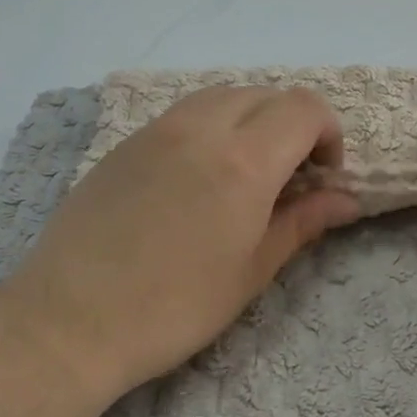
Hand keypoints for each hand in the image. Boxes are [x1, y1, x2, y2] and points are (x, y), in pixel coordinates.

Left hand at [0, 85, 360, 406]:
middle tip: (290, 178)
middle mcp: (202, 128)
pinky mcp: (125, 143)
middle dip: (293, 125)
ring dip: (251, 120)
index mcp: (244, 161)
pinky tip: (198, 176)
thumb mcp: (251, 271)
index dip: (328, 134)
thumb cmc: (174, 307)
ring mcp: (157, 130)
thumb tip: (347, 200)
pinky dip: (211, 127)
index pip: (304, 108)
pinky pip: (183, 113)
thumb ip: (302, 222)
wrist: (70, 321)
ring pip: (222, 96)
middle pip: (265, 95)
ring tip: (247, 172)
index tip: (323, 177)